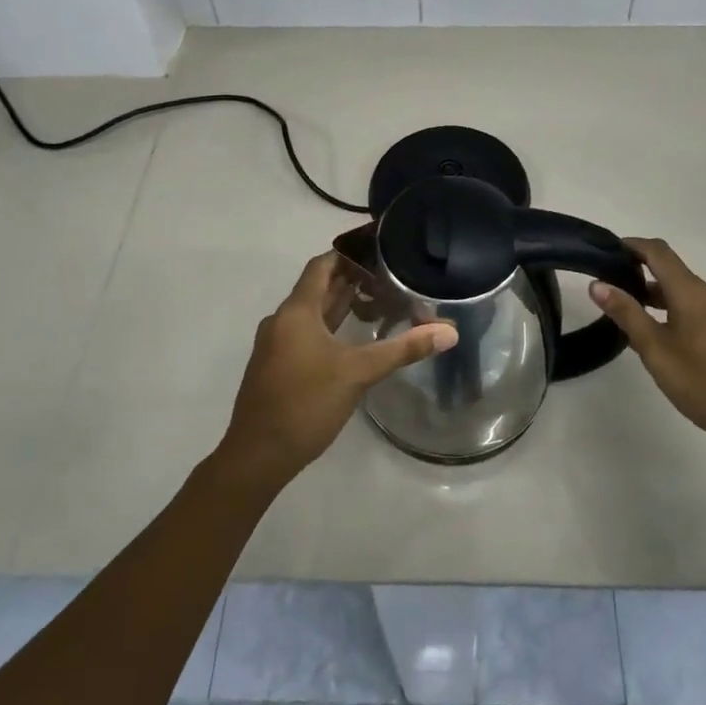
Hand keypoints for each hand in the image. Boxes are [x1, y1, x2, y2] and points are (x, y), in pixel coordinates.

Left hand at [217, 252, 456, 490]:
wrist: (256, 456)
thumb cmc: (306, 404)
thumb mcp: (358, 373)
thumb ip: (403, 350)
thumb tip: (449, 332)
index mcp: (296, 312)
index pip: (321, 266)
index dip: (347, 254)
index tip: (377, 248)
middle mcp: (282, 321)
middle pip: (317, 288)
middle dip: (350, 279)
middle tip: (387, 274)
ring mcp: (275, 345)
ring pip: (311, 313)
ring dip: (339, 304)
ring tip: (377, 301)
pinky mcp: (276, 366)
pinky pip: (304, 333)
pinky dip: (328, 327)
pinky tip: (352, 338)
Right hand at [590, 238, 705, 455]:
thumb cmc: (704, 383)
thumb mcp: (656, 351)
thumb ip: (627, 314)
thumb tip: (597, 284)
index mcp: (692, 292)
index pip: (659, 252)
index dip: (632, 245)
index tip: (607, 251)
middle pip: (672, 271)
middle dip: (641, 273)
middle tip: (611, 290)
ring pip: (685, 293)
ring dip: (657, 296)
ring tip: (632, 317)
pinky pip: (699, 310)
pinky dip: (675, 312)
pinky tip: (663, 338)